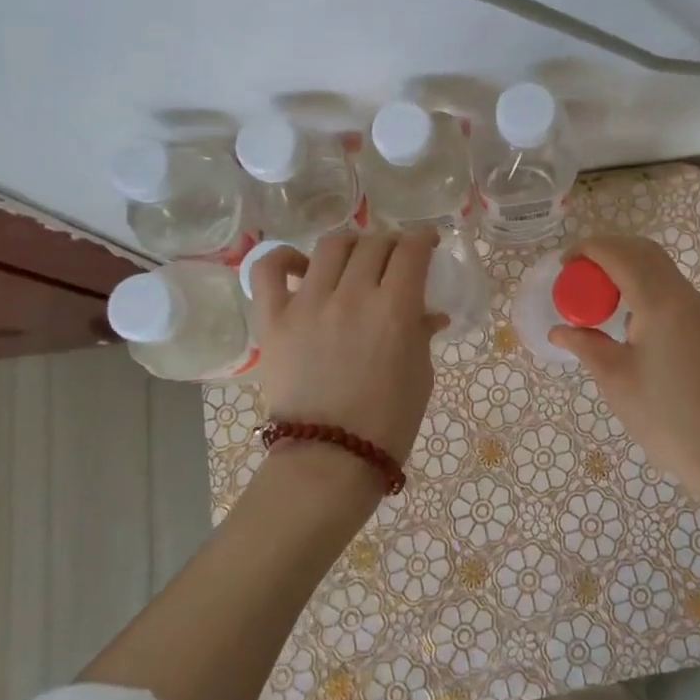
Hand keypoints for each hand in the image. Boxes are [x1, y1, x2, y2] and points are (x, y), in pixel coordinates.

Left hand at [248, 230, 448, 494]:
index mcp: (395, 309)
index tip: (428, 243)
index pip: (412, 250)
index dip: (424, 238)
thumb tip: (429, 314)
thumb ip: (422, 334)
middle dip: (392, 243)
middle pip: (375, 243)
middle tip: (395, 258)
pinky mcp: (274, 320)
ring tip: (355, 258)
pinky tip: (302, 267)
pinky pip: (270, 271)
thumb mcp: (420, 376)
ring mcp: (308, 304)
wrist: (330, 461)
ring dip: (351, 244)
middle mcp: (352, 295)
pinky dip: (285, 258)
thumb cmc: (388, 423)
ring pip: (331, 246)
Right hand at [550, 237, 699, 518]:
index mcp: (660, 302)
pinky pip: (672, 291)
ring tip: (598, 298)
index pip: (619, 254)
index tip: (562, 267)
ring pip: (661, 269)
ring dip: (627, 270)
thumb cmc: (668, 418)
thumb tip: (559, 329)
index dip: (587, 250)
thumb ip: (586, 345)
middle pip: (643, 251)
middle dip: (607, 252)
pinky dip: (644, 288)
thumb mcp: (617, 381)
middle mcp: (685, 296)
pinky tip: (627, 321)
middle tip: (578, 276)